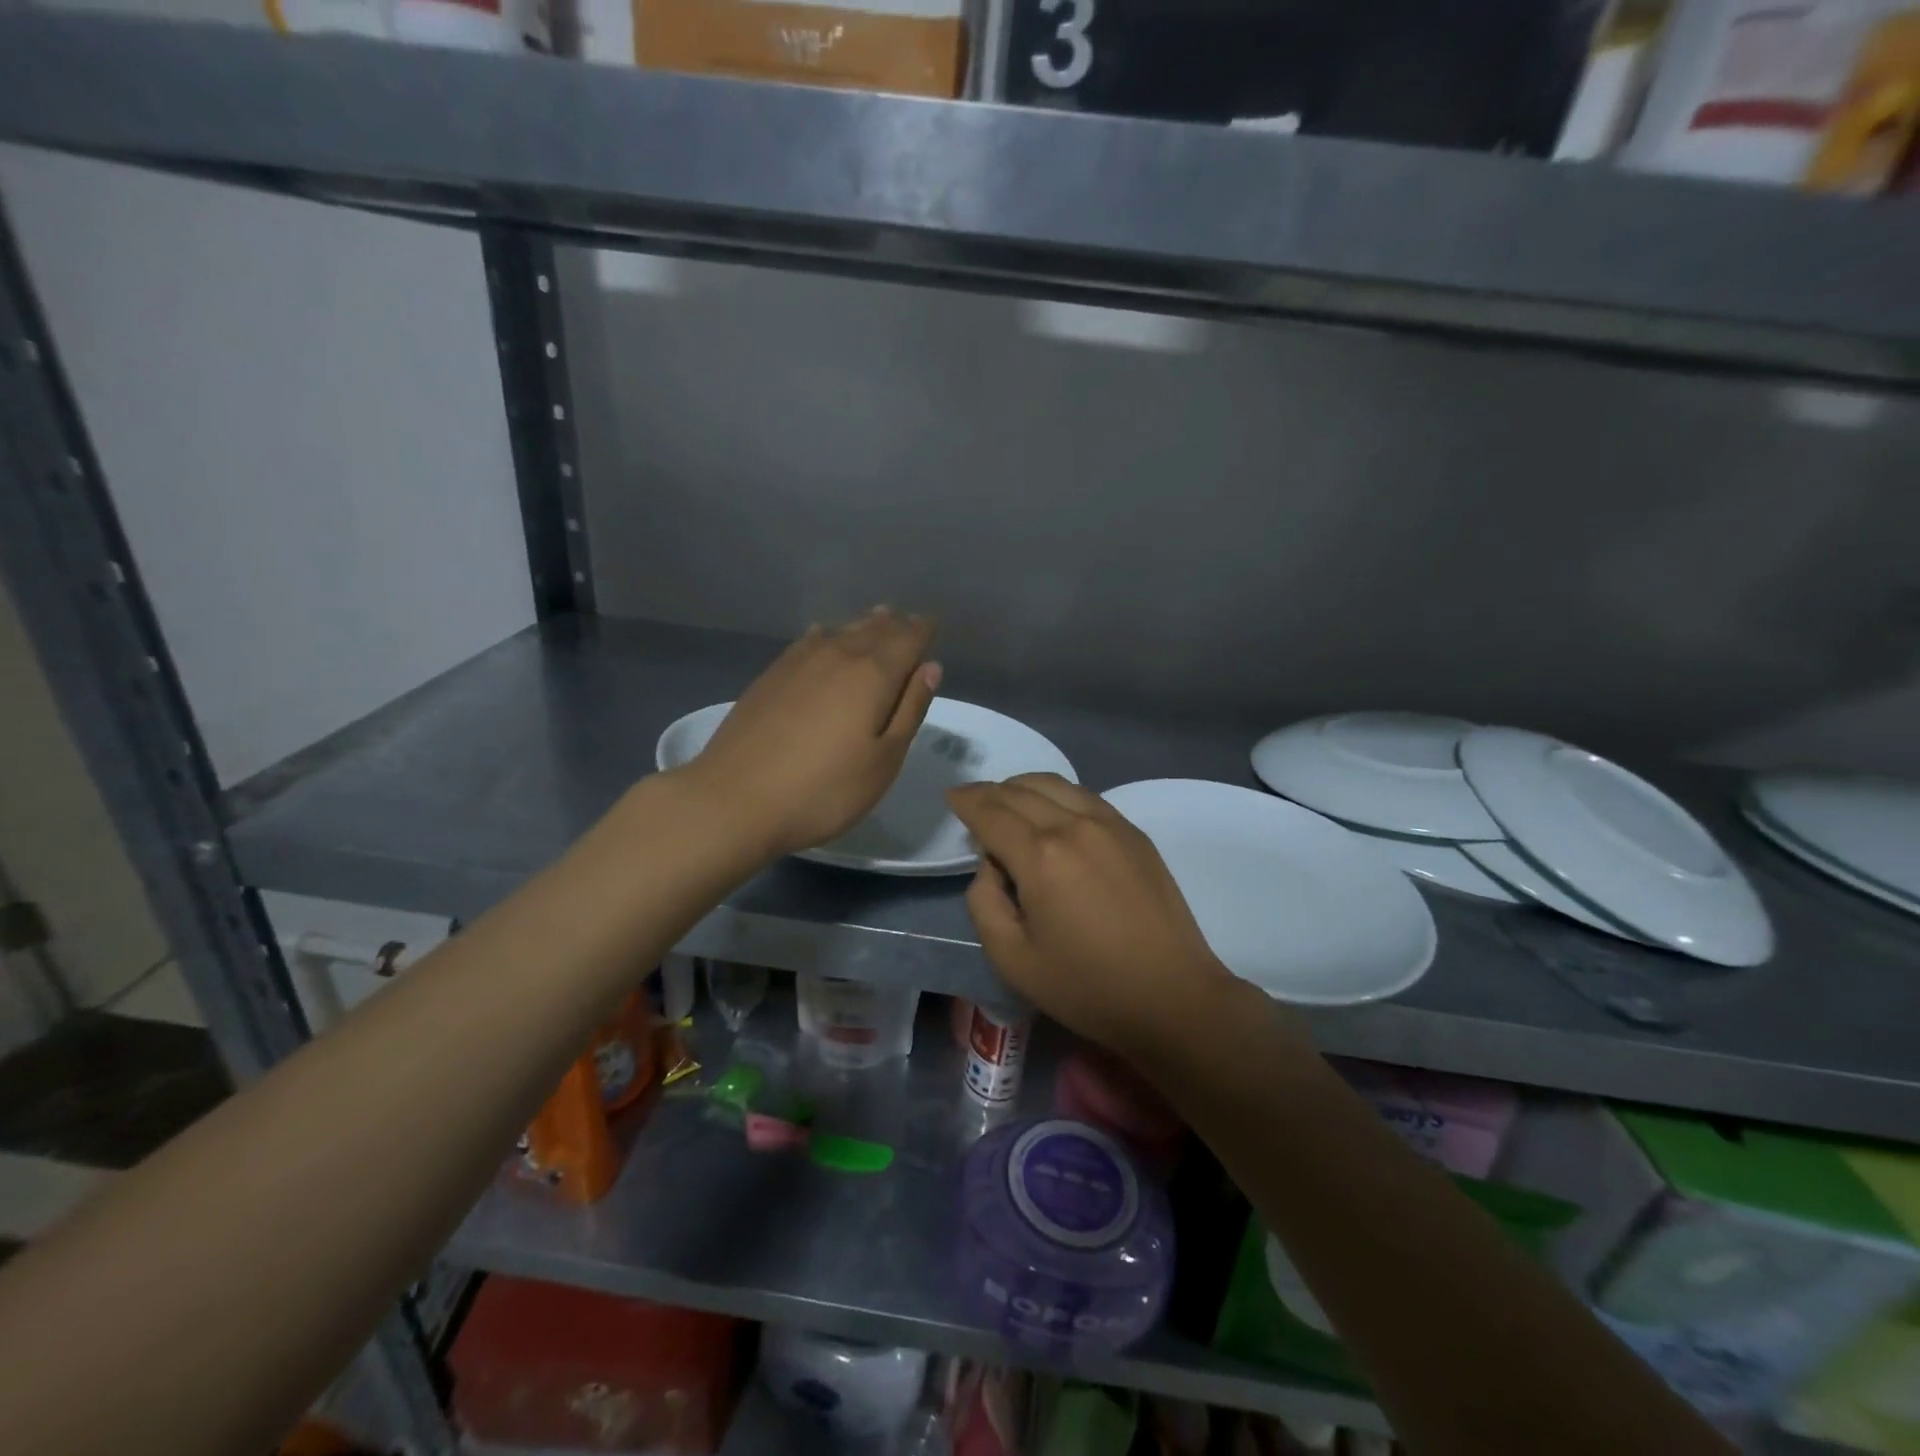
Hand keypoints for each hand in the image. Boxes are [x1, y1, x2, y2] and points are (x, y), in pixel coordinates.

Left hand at [678, 609, 941, 858]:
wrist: (733, 801)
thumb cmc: (823, 790)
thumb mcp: (883, 761)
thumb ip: (910, 710)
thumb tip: (930, 667)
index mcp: (873, 674)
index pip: (907, 639)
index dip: (923, 631)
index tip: (934, 626)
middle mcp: (837, 655)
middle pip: (874, 630)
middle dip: (895, 625)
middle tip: (909, 622)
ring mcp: (798, 662)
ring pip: (841, 632)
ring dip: (864, 626)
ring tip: (878, 619)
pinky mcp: (770, 676)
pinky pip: (810, 641)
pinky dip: (828, 635)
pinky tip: (824, 636)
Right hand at [946, 773, 1243, 1060]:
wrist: (1172, 996)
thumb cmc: (1086, 986)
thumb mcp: (1011, 958)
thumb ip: (984, 901)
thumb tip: (991, 865)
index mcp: (1040, 856)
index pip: (991, 812)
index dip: (966, 801)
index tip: (951, 796)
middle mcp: (1074, 825)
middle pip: (1020, 791)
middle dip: (989, 792)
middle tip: (973, 802)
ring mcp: (1110, 824)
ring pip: (1054, 784)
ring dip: (1022, 787)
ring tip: (1007, 802)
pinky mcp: (1134, 833)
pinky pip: (1084, 796)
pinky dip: (1056, 794)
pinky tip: (1051, 813)